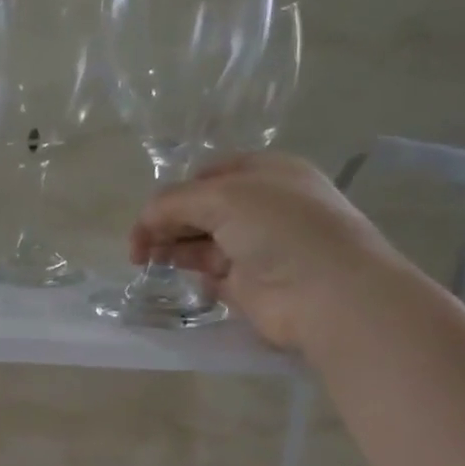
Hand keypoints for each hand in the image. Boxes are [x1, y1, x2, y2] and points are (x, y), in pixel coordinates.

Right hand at [128, 152, 403, 350]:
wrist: (326, 292)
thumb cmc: (280, 228)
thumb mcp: (222, 196)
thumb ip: (175, 202)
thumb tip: (146, 218)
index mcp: (265, 173)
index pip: (208, 176)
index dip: (175, 192)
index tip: (150, 215)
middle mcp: (262, 208)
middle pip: (200, 210)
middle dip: (167, 222)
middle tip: (139, 245)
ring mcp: (256, 248)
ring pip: (201, 243)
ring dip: (172, 248)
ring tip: (143, 260)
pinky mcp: (249, 285)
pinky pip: (210, 275)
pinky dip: (190, 274)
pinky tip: (172, 276)